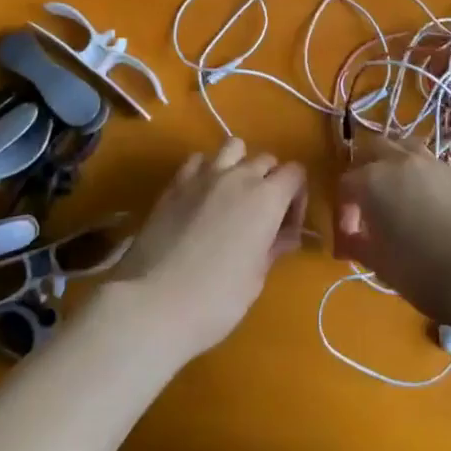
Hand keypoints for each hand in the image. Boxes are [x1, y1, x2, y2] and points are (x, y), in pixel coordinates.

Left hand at [109, 139, 306, 360]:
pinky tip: (201, 196)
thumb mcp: (255, 279)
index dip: (297, 197)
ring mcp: (203, 175)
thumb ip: (273, 248)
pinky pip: (198, 160)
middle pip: (265, 159)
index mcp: (267, 199)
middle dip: (271, 181)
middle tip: (262, 215)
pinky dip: (206, 170)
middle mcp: (239, 176)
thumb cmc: (216, 300)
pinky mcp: (174, 183)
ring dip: (239, 165)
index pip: (295, 173)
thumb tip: (287, 235)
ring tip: (232, 195)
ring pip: (232, 147)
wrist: (152, 303)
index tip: (287, 226)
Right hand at [334, 134, 450, 326]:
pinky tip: (436, 208)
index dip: (344, 210)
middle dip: (366, 170)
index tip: (350, 238)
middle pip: (374, 149)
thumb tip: (349, 240)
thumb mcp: (380, 264)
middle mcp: (402, 162)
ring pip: (407, 149)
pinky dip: (427, 180)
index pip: (347, 184)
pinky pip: (436, 168)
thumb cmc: (423, 271)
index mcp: (374, 181)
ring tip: (401, 195)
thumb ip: (358, 244)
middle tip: (369, 202)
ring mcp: (436, 163)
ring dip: (397, 166)